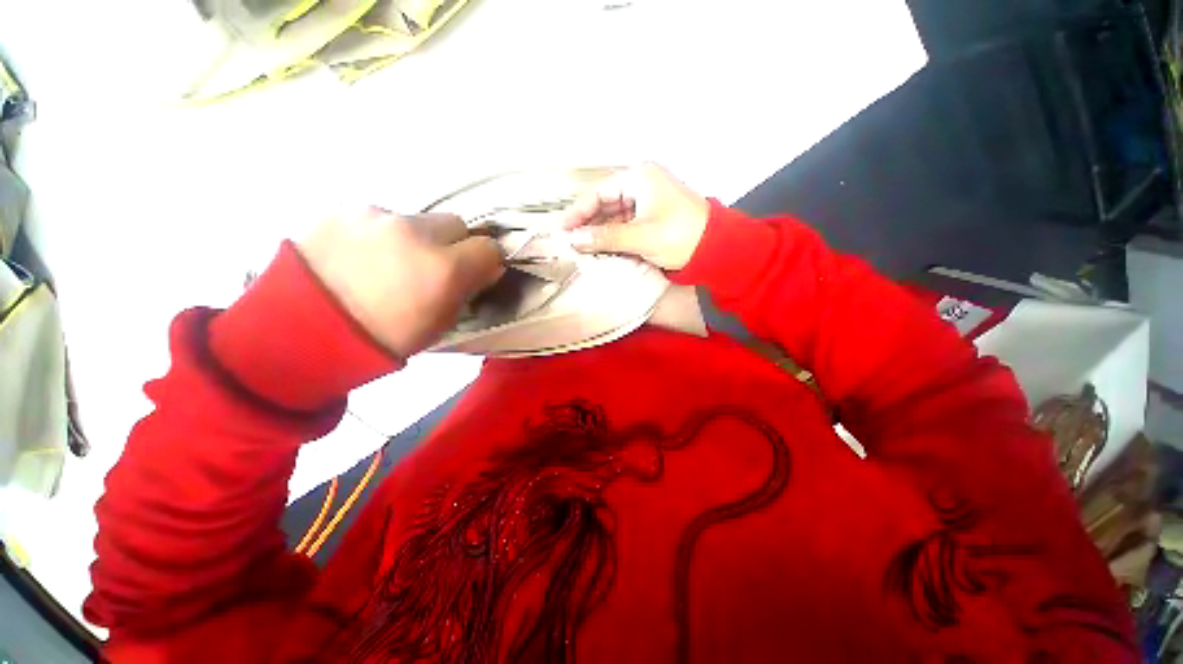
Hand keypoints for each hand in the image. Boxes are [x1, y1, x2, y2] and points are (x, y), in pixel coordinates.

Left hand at [297, 208, 503, 357]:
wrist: (303, 331)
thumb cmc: (385, 338)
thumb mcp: (441, 323)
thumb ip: (467, 290)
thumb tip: (483, 270)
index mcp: (444, 268)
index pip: (489, 247)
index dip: (486, 260)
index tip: (478, 270)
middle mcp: (416, 232)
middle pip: (456, 223)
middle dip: (453, 243)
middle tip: (434, 264)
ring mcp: (378, 216)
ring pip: (416, 219)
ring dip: (413, 238)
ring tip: (387, 262)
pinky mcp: (345, 209)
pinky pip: (379, 217)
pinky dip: (380, 233)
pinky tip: (359, 255)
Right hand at [562, 163, 710, 269]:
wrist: (717, 248)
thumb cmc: (681, 236)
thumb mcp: (641, 236)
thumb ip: (605, 237)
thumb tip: (574, 240)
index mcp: (639, 178)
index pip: (598, 193)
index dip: (578, 212)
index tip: (562, 230)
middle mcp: (641, 184)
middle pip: (605, 203)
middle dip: (588, 223)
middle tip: (570, 241)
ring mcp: (647, 201)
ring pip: (614, 215)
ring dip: (600, 231)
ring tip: (582, 248)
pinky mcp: (652, 216)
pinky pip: (625, 223)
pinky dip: (613, 235)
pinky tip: (602, 248)